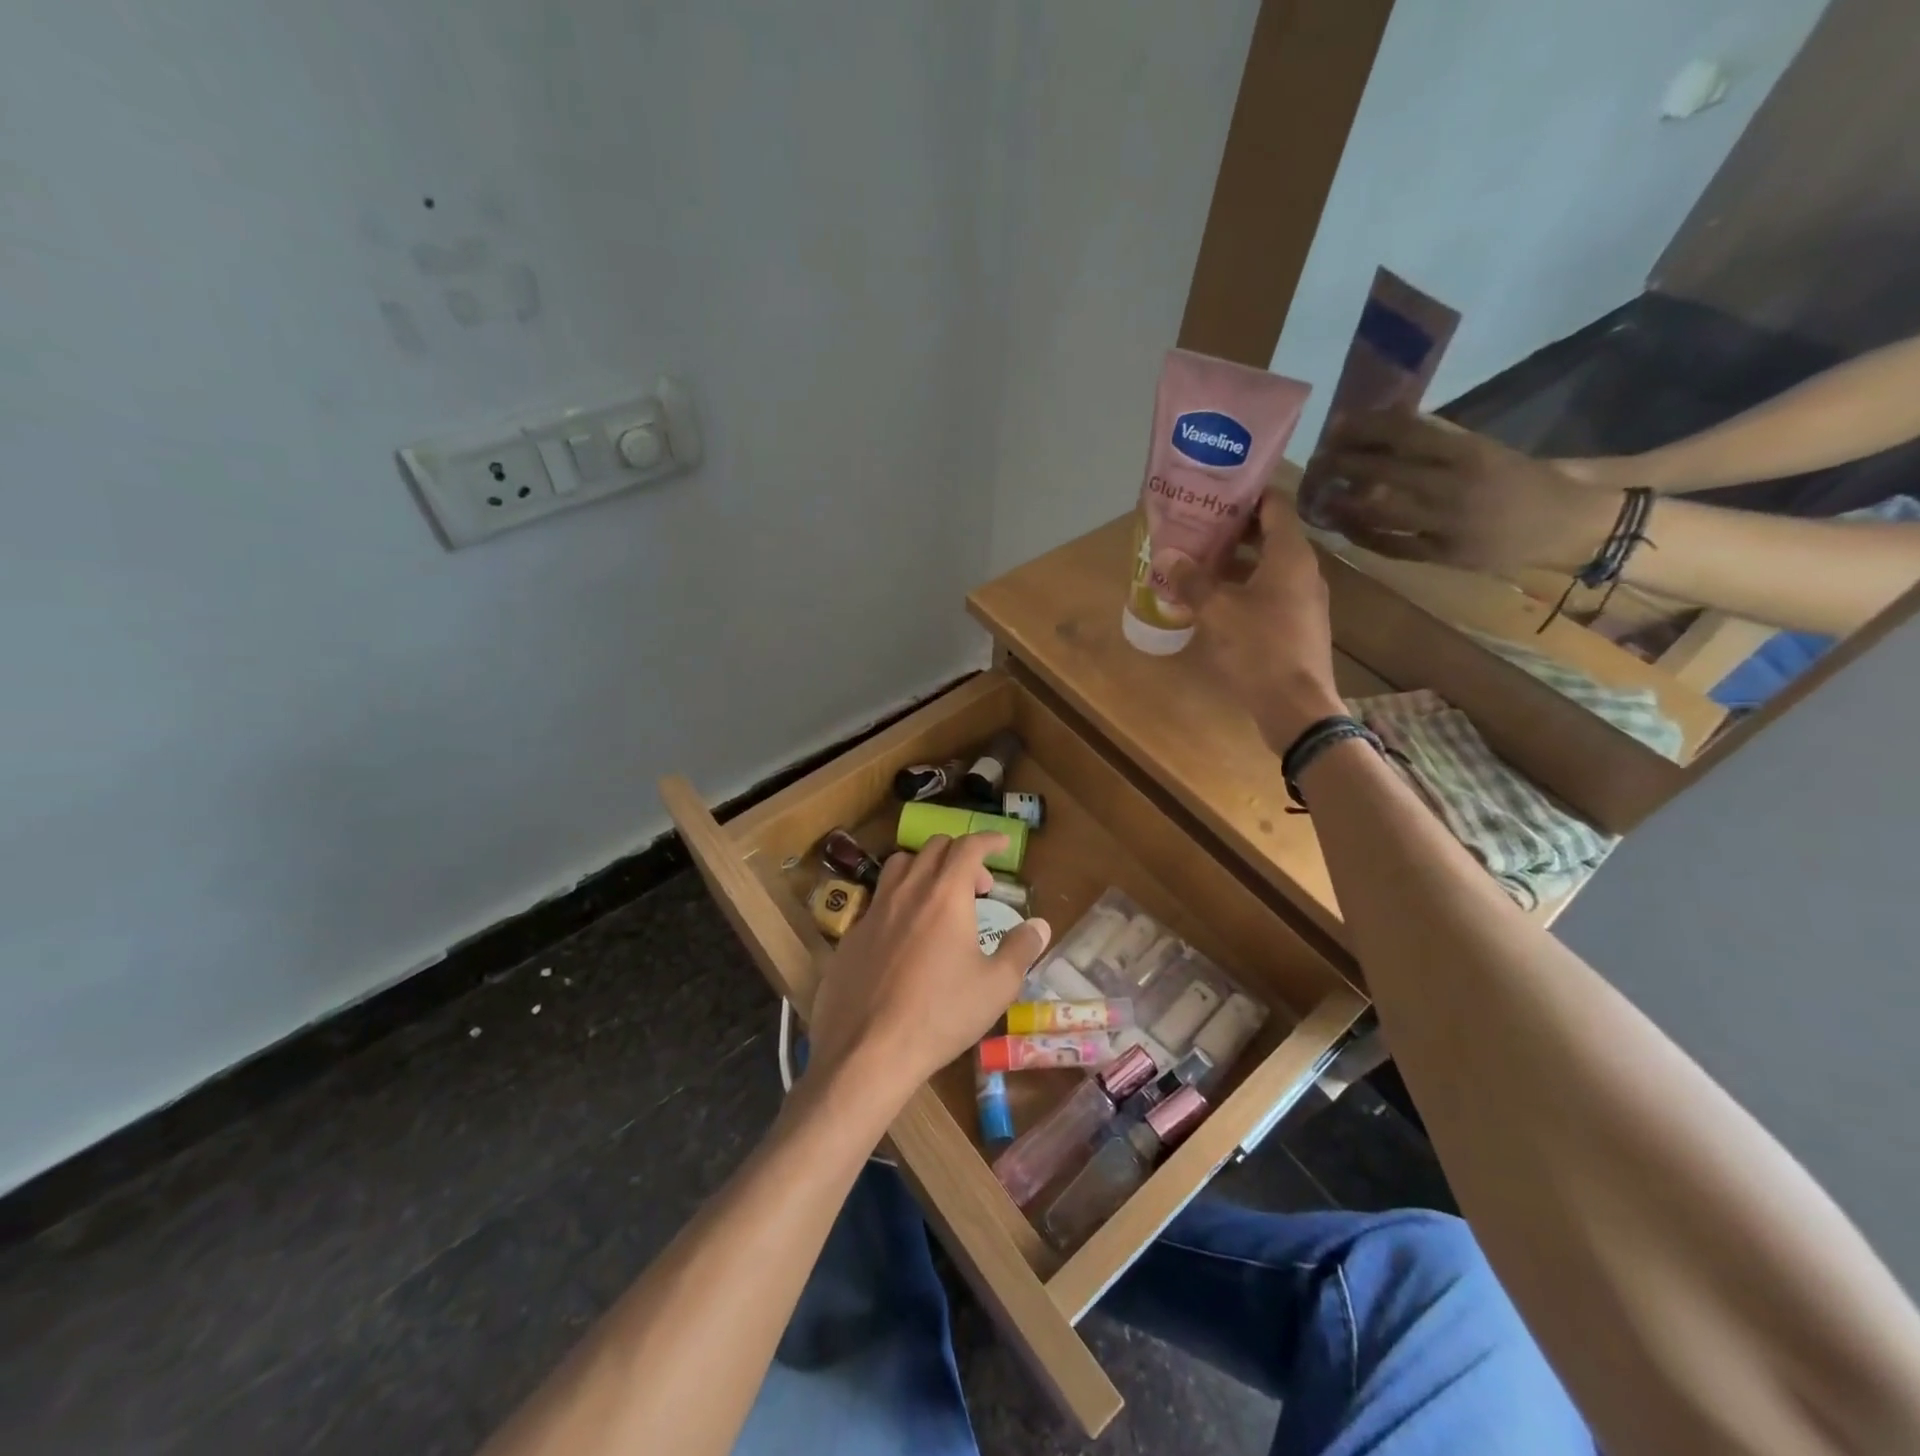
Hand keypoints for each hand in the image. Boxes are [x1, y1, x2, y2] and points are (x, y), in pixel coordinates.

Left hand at [804, 834, 1050, 1109]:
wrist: (868, 1051)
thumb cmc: (941, 1015)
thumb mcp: (996, 986)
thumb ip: (1021, 949)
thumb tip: (1040, 925)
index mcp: (945, 894)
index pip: (968, 846)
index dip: (988, 840)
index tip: (1002, 844)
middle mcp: (908, 890)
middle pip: (933, 848)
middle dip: (960, 855)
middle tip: (978, 886)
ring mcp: (874, 910)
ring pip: (900, 865)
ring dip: (925, 868)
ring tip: (939, 897)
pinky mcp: (851, 934)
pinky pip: (878, 899)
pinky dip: (899, 899)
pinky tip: (905, 934)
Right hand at [1169, 491, 1346, 754]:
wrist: (1296, 706)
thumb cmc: (1259, 648)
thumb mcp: (1217, 611)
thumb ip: (1191, 580)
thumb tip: (1166, 556)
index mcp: (1290, 555)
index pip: (1274, 505)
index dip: (1246, 494)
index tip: (1214, 492)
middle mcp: (1303, 570)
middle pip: (1270, 535)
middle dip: (1233, 530)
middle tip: (1196, 527)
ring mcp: (1303, 599)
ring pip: (1268, 566)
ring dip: (1236, 561)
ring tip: (1198, 561)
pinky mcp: (1297, 625)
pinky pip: (1270, 593)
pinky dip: (1244, 587)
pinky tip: (1214, 600)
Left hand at [1321, 411, 1622, 572]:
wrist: (1569, 525)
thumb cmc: (1524, 481)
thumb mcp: (1487, 450)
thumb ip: (1441, 444)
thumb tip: (1388, 428)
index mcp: (1472, 452)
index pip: (1408, 434)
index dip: (1368, 429)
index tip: (1338, 425)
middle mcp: (1456, 486)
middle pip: (1387, 472)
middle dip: (1347, 465)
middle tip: (1319, 460)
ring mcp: (1447, 524)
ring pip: (1383, 512)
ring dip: (1346, 503)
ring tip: (1321, 495)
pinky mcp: (1442, 556)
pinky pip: (1392, 546)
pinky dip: (1364, 536)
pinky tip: (1342, 527)